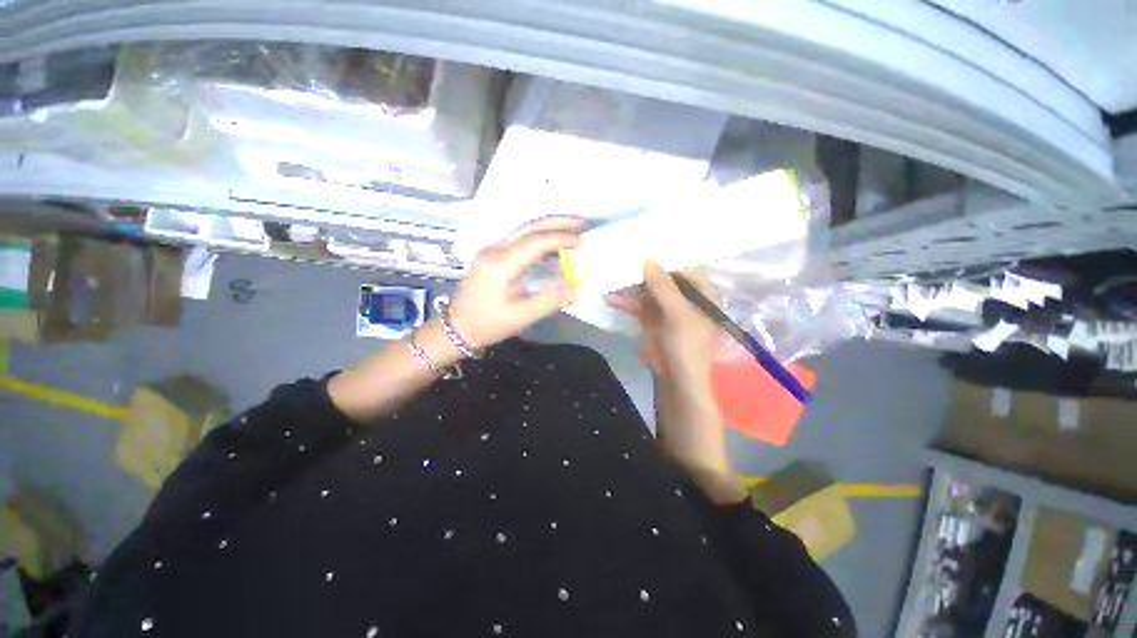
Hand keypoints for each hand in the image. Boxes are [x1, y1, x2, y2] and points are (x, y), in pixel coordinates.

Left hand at [447, 219, 581, 349]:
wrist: (457, 328)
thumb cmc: (489, 324)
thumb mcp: (521, 316)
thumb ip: (550, 300)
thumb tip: (577, 288)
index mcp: (501, 264)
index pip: (535, 242)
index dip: (560, 239)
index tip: (581, 241)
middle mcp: (494, 250)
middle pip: (528, 228)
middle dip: (556, 224)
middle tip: (581, 223)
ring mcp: (491, 251)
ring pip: (523, 231)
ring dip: (548, 228)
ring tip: (571, 230)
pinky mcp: (491, 256)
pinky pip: (518, 240)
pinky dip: (538, 239)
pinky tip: (552, 245)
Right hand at [604, 262, 720, 383]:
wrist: (678, 380)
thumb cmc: (688, 346)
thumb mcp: (678, 314)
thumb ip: (663, 285)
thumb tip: (646, 257)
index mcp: (700, 290)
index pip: (683, 262)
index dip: (665, 251)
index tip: (644, 238)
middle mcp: (684, 294)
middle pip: (662, 273)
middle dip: (642, 266)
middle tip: (621, 251)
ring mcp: (666, 306)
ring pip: (646, 288)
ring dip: (629, 283)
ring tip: (609, 270)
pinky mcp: (652, 317)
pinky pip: (637, 304)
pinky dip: (625, 301)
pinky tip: (608, 297)